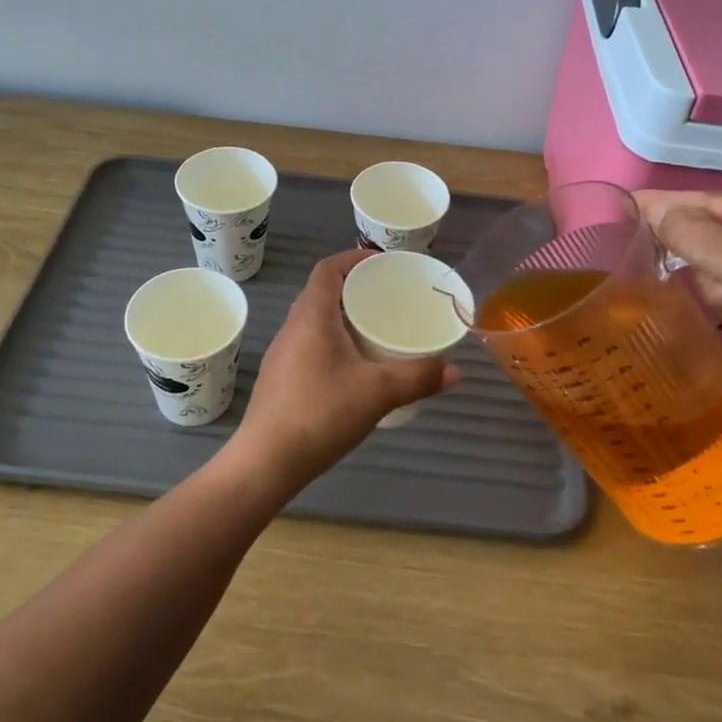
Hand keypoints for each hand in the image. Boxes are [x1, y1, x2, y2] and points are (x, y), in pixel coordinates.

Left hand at [230, 251, 459, 491]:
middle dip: (356, 290)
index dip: (354, 258)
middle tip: (390, 299)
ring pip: (316, 322)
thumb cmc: (320, 413)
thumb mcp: (378, 393)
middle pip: (323, 293)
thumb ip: (419, 377)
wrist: (265, 462)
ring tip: (377, 331)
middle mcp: (292, 327)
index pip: (328, 269)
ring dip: (344, 319)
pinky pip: (310, 346)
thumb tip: (455, 370)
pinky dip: (334, 344)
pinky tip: (355, 370)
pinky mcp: (281, 380)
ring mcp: (282, 355)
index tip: (383, 264)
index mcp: (312, 316)